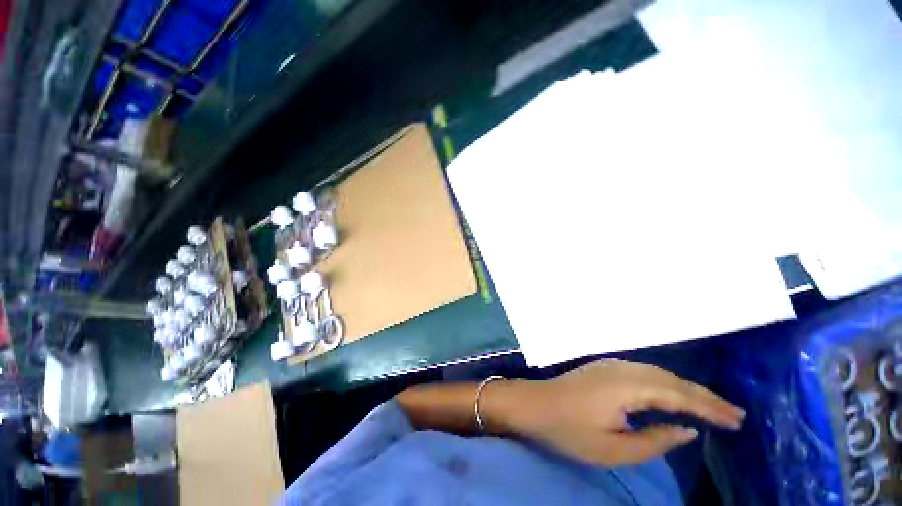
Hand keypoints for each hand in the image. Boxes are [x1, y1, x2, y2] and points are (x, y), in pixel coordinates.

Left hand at [485, 359, 744, 465]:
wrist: (534, 403)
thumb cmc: (570, 430)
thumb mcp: (614, 448)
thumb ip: (655, 440)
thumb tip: (688, 429)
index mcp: (627, 387)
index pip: (678, 396)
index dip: (709, 407)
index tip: (737, 420)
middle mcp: (622, 369)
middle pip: (671, 380)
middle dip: (704, 396)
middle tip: (734, 413)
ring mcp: (611, 365)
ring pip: (659, 373)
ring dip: (686, 387)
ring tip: (712, 404)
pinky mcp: (604, 367)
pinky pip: (644, 372)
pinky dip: (666, 382)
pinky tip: (674, 393)